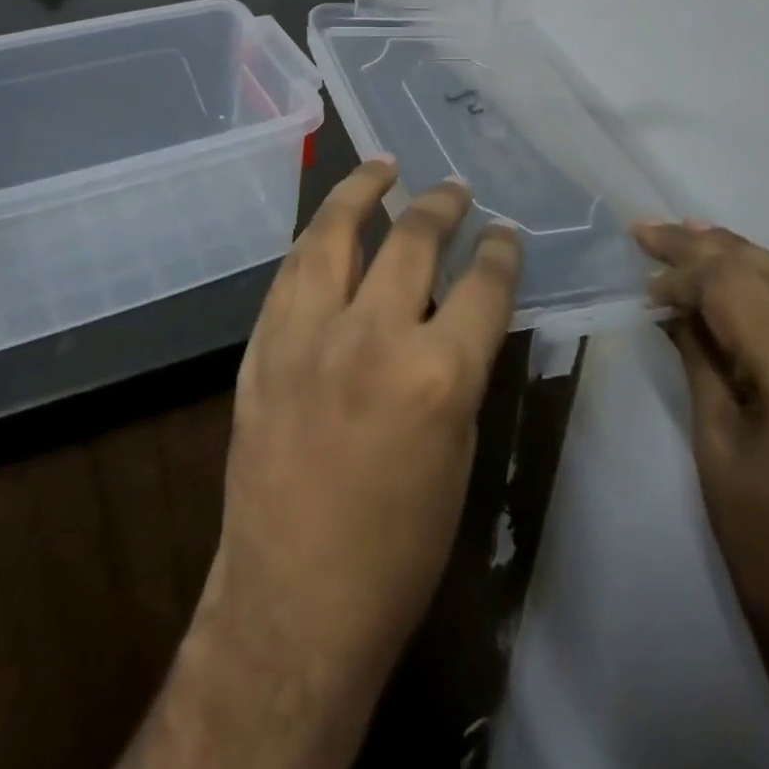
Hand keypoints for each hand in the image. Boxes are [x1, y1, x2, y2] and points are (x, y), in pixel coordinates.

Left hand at [117, 159, 520, 768]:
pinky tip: (329, 224)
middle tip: (453, 188)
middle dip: (440, 206)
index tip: (505, 233)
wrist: (294, 600)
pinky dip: (317, 238)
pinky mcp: (264, 345)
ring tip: (382, 167)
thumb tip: (463, 311)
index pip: (484, 285)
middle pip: (412, 241)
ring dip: (361, 191)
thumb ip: (460, 367)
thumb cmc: (399, 548)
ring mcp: (308, 334)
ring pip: (335, 233)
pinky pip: (292, 271)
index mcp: (438, 375)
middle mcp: (372, 337)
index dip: (501, 251)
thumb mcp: (459, 453)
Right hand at [634, 220, 768, 768]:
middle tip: (655, 227)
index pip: (742, 291)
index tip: (642, 270)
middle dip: (713, 246)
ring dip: (750, 259)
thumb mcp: (718, 453)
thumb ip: (702, 365)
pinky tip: (750, 286)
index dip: (686, 270)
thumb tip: (675, 308)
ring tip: (697, 236)